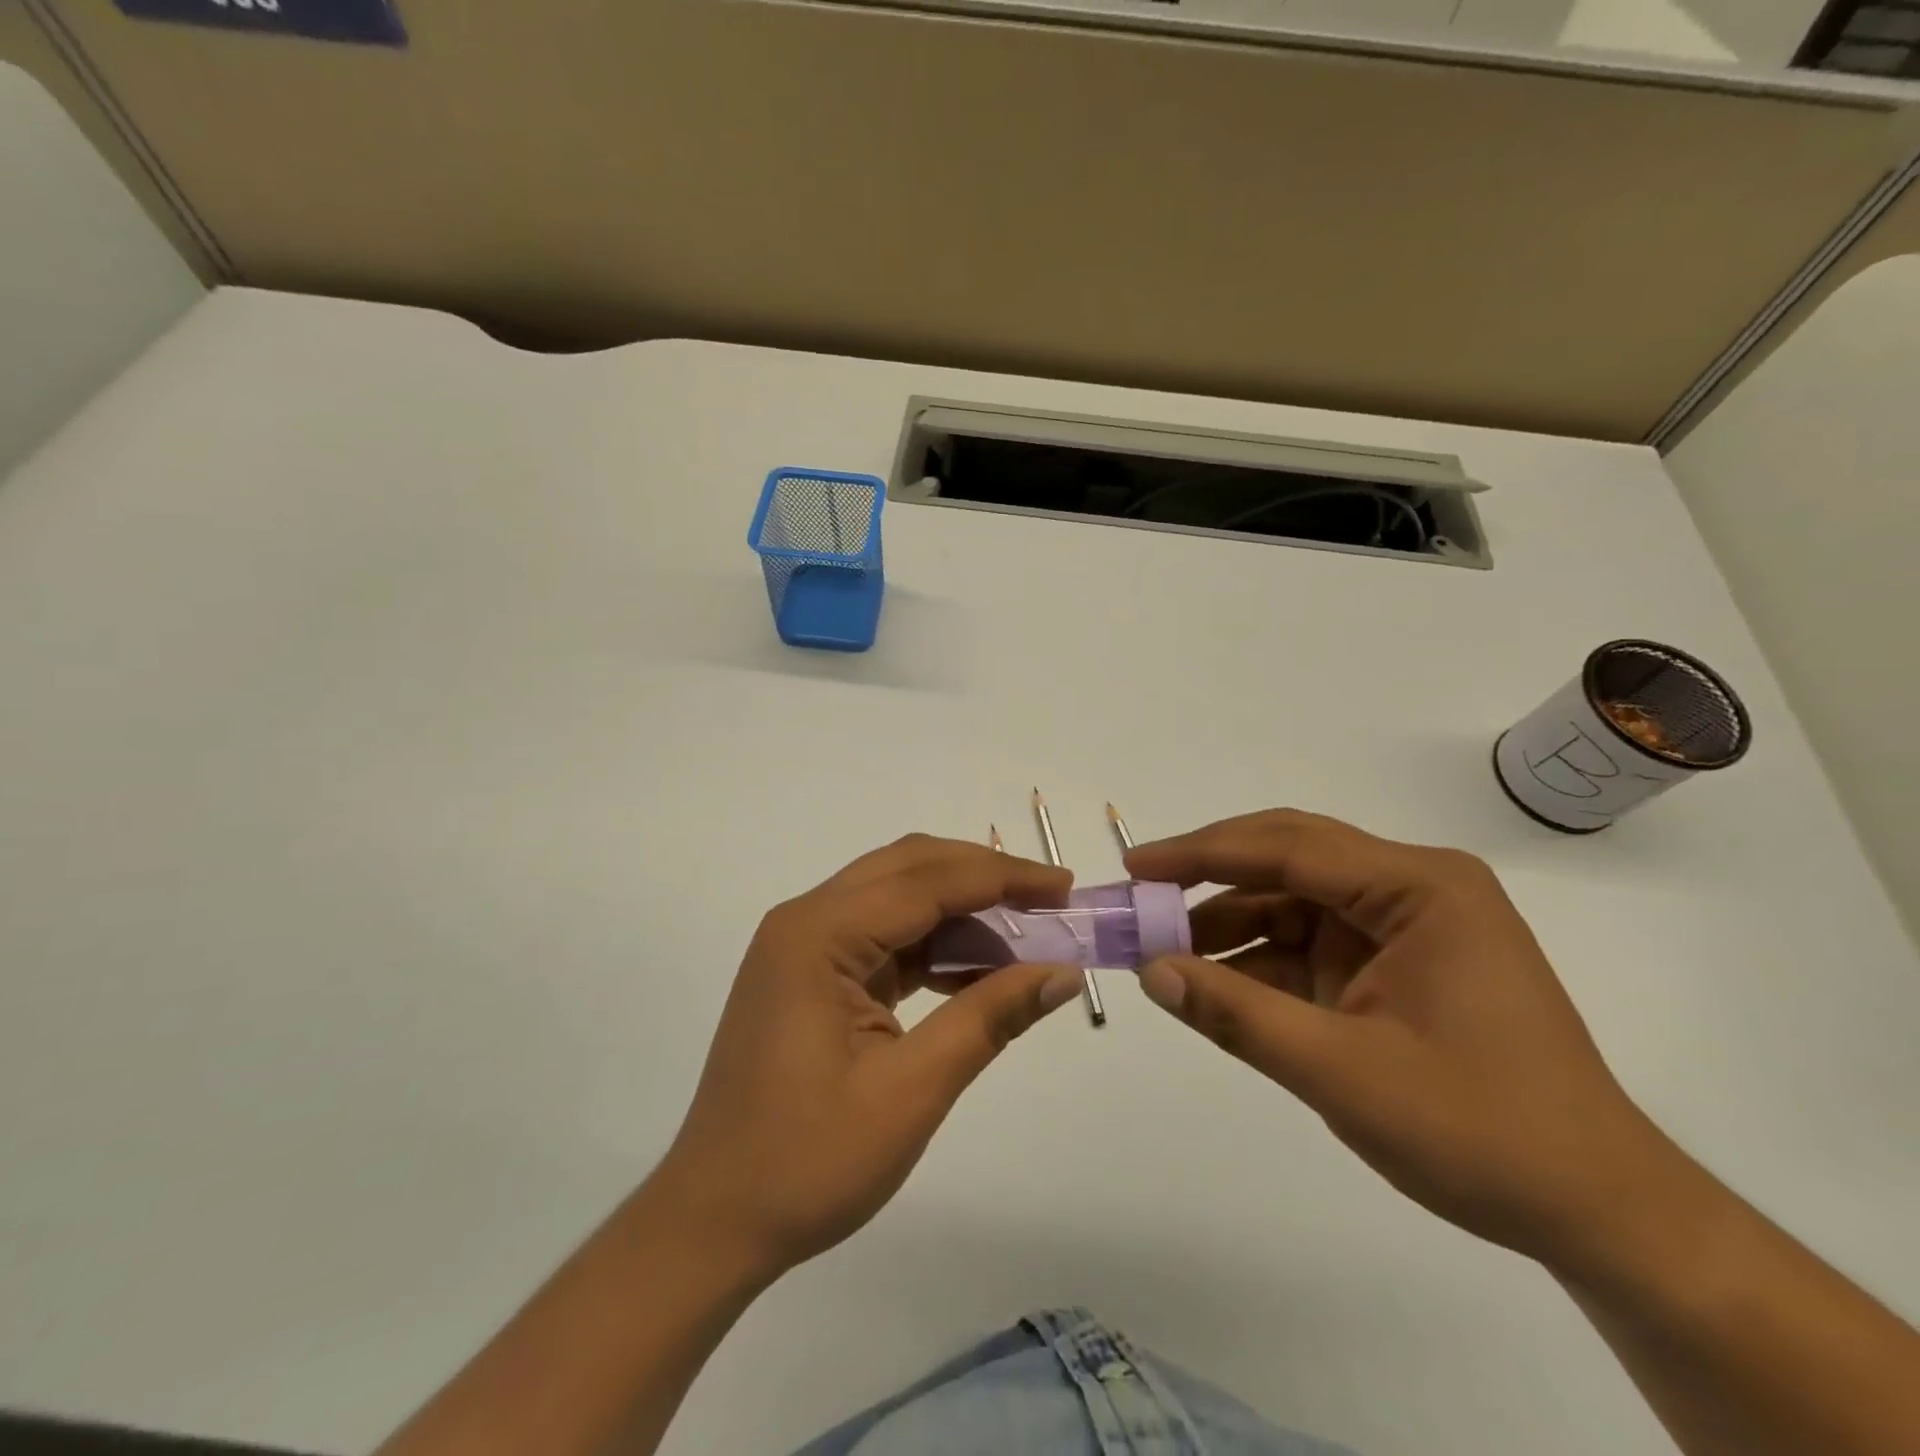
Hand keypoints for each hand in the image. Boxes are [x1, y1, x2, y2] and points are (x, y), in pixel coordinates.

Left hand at [651, 835, 1084, 1278]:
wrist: (714, 1221)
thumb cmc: (807, 1161)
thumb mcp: (911, 1091)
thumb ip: (988, 1019)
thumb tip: (1061, 974)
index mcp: (818, 934)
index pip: (928, 881)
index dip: (1003, 878)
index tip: (1065, 888)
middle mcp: (806, 921)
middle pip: (909, 870)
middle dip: (984, 879)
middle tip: (1050, 904)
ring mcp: (804, 947)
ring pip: (897, 898)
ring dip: (960, 912)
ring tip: (1024, 941)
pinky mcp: (811, 975)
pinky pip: (883, 937)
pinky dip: (933, 945)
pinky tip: (975, 971)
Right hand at [1125, 809, 1673, 1264]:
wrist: (1597, 1212)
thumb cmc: (1482, 1132)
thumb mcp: (1343, 1074)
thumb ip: (1238, 1015)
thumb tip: (1151, 972)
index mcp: (1419, 887)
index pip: (1288, 847)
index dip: (1202, 854)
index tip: (1136, 867)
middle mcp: (1412, 888)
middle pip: (1288, 858)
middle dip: (1209, 876)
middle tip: (1141, 894)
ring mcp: (1402, 926)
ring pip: (1291, 900)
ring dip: (1227, 922)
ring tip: (1161, 947)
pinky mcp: (1391, 964)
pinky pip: (1307, 942)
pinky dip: (1256, 959)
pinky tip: (1211, 980)